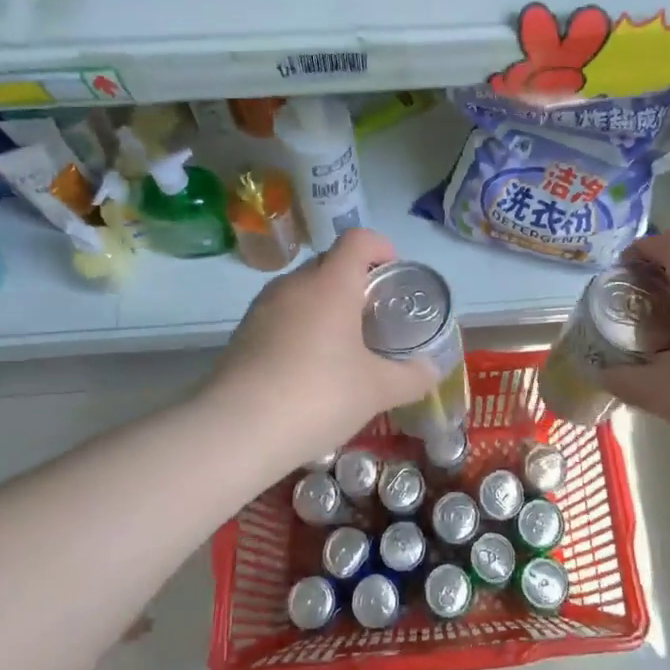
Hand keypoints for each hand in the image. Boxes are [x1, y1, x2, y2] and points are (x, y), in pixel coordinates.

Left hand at [205, 228, 437, 458]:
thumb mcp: (377, 390)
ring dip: (325, 305)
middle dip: (355, 281)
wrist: (237, 430)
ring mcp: (263, 307)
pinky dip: (300, 327)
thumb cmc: (318, 395)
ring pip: (303, 290)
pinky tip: (308, 368)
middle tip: (374, 318)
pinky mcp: (242, 333)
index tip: (394, 276)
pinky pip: (281, 315)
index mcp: (331, 283)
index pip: (358, 239)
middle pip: (330, 263)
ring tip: (342, 346)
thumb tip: (432, 370)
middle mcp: (295, 284)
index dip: (381, 248)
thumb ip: (412, 377)